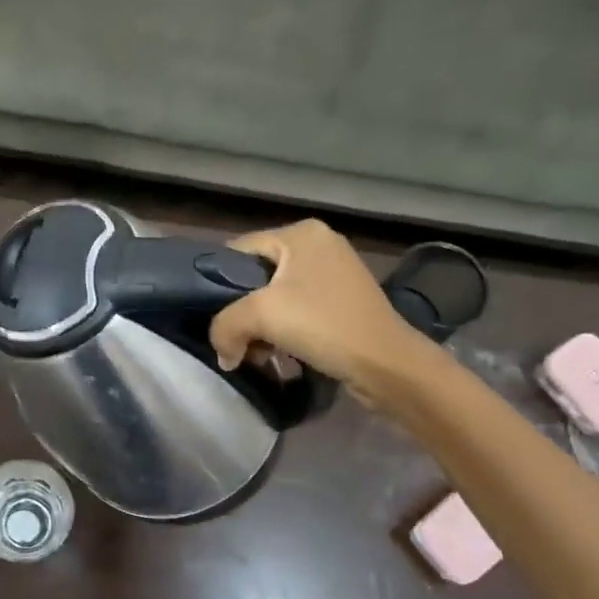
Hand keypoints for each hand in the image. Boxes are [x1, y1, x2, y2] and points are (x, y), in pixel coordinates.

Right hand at [209, 221, 435, 392]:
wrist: (386, 364)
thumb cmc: (323, 325)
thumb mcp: (260, 317)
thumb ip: (224, 327)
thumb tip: (223, 353)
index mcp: (300, 233)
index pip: (238, 250)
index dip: (218, 283)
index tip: (212, 316)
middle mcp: (319, 244)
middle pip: (256, 275)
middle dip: (241, 310)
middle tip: (236, 339)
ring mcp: (334, 272)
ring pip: (276, 296)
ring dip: (261, 326)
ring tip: (257, 352)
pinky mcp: (343, 300)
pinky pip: (298, 309)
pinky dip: (283, 330)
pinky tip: (280, 353)